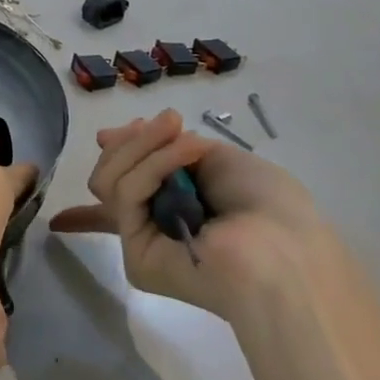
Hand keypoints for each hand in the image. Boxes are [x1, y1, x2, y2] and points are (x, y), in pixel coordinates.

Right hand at [49, 109, 323, 322]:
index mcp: (174, 206)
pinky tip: (187, 154)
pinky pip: (126, 194)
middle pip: (109, 173)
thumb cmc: (268, 204)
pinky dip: (155, 164)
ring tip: (184, 137)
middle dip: (133, 142)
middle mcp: (153, 224)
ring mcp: (142, 240)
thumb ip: (161, 146)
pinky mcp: (136, 255)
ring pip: (109, 178)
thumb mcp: (215, 156)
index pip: (121, 196)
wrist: (289, 249)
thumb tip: (104, 136)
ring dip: (146, 146)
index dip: (96, 189)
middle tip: (168, 123)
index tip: (90, 162)